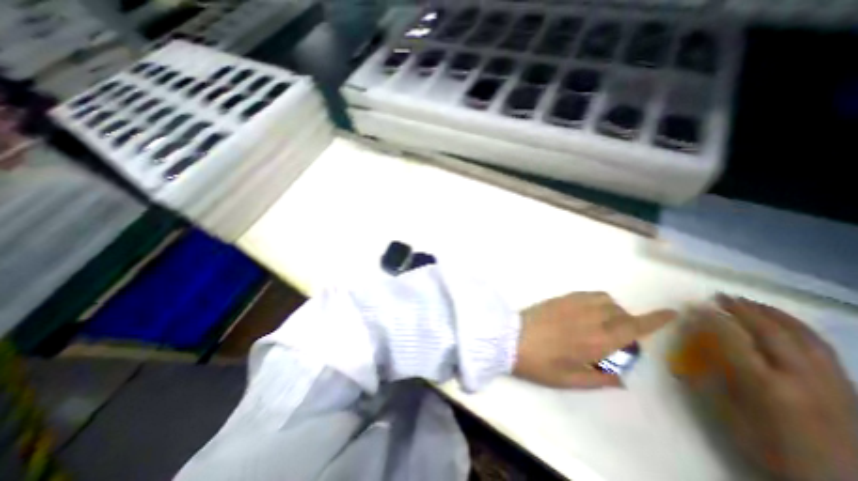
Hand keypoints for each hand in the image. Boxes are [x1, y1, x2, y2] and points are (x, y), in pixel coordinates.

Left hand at [507, 291, 676, 388]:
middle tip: (617, 334)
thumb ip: (599, 380)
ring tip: (601, 322)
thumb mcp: (570, 381)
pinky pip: (585, 294)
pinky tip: (584, 312)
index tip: (671, 313)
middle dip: (628, 320)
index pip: (633, 326)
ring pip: (604, 299)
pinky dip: (594, 300)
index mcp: (597, 341)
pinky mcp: (559, 298)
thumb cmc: (539, 363)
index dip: (655, 319)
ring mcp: (572, 304)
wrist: (509, 339)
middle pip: (621, 311)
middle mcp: (589, 318)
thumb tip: (621, 379)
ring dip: (611, 308)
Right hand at [669, 295, 857, 480]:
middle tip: (719, 296)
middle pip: (770, 331)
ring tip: (748, 301)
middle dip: (741, 309)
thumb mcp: (728, 416)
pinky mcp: (845, 386)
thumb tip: (692, 348)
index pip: (732, 339)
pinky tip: (783, 321)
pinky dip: (797, 327)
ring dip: (770, 313)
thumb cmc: (770, 449)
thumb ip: (708, 377)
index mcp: (766, 386)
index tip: (694, 306)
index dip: (711, 319)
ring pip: (801, 335)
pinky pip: (821, 346)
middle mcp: (801, 377)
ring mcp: (829, 381)